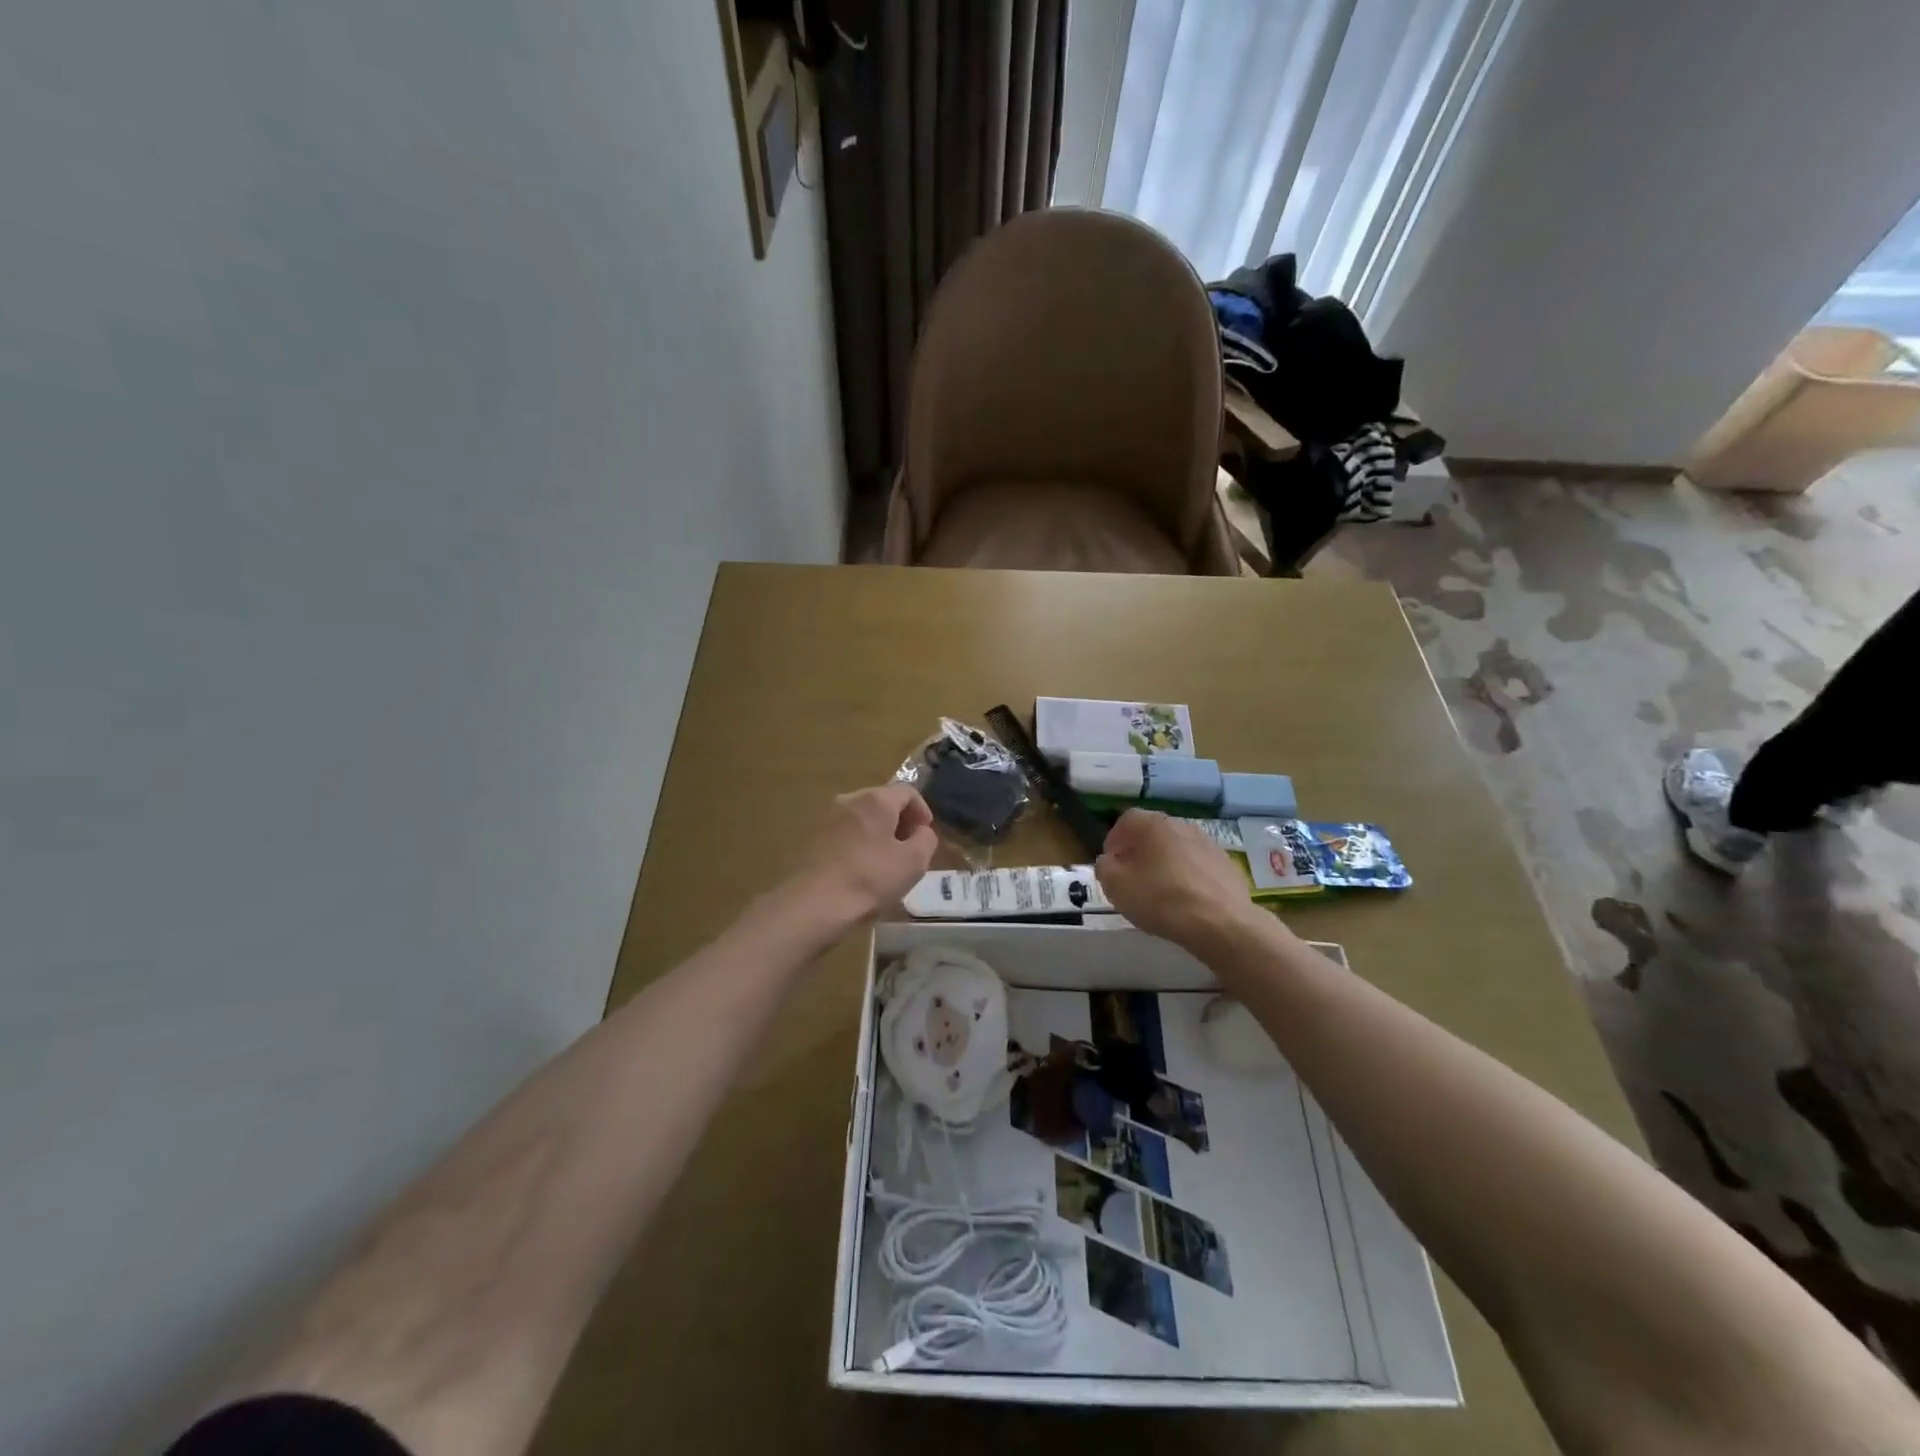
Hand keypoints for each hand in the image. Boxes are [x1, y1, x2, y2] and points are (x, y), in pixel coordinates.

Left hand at [790, 783, 938, 925]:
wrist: (814, 903)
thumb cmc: (870, 878)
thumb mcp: (914, 862)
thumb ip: (926, 839)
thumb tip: (920, 831)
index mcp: (876, 799)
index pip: (908, 792)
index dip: (923, 811)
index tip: (926, 835)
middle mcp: (849, 800)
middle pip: (882, 802)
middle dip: (900, 822)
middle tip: (909, 849)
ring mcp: (826, 818)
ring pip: (862, 819)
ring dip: (878, 834)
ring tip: (886, 863)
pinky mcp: (812, 838)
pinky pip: (845, 834)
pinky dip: (859, 845)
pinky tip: (862, 871)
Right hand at [1095, 809, 1260, 948]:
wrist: (1222, 923)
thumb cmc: (1161, 900)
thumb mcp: (1116, 886)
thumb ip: (1105, 868)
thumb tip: (1109, 861)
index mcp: (1153, 824)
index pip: (1126, 820)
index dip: (1114, 840)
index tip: (1111, 864)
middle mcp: (1181, 825)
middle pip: (1153, 833)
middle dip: (1140, 851)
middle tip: (1132, 877)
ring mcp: (1208, 843)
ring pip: (1177, 848)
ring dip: (1165, 863)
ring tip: (1160, 891)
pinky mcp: (1227, 865)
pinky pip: (1198, 865)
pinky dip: (1188, 877)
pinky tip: (1186, 901)